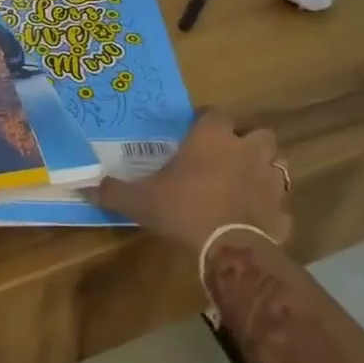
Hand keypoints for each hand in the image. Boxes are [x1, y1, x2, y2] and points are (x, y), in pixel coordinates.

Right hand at [93, 111, 293, 252]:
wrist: (229, 249)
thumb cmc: (183, 209)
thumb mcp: (140, 200)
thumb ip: (113, 191)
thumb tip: (81, 185)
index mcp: (213, 138)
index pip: (214, 113)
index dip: (205, 121)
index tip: (193, 132)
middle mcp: (246, 151)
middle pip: (258, 133)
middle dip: (247, 141)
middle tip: (226, 155)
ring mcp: (270, 182)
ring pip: (276, 165)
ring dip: (263, 171)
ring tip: (244, 183)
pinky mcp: (282, 213)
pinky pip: (279, 207)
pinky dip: (270, 211)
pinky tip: (254, 220)